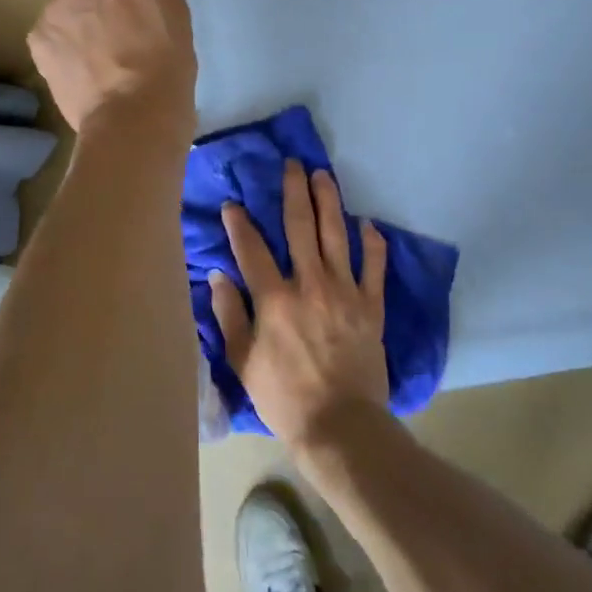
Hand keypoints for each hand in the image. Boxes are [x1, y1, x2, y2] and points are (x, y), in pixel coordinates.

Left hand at [27, 0, 195, 134]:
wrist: (134, 115)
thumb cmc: (167, 63)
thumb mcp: (173, 11)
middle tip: (110, 30)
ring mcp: (54, 11)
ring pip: (63, 10)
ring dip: (76, 23)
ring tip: (97, 59)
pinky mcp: (38, 41)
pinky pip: (50, 35)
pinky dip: (62, 47)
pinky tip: (81, 71)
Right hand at [209, 159, 389, 450]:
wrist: (340, 427)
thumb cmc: (283, 397)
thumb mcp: (242, 361)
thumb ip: (229, 314)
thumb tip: (217, 275)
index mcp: (274, 298)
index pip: (252, 248)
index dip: (240, 223)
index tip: (233, 204)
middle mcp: (310, 284)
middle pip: (300, 226)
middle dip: (294, 191)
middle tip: (293, 163)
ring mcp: (345, 292)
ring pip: (337, 236)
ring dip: (330, 202)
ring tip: (324, 176)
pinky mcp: (371, 307)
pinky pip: (374, 268)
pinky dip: (373, 245)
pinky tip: (369, 225)